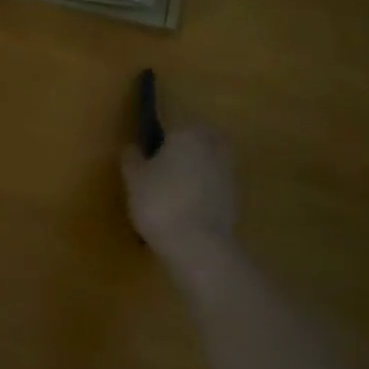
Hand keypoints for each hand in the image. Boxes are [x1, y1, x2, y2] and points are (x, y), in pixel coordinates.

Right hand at [119, 120, 237, 281]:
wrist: (198, 245)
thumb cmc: (160, 201)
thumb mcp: (134, 178)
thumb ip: (132, 158)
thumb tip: (133, 147)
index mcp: (188, 134)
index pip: (175, 124)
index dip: (162, 134)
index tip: (149, 148)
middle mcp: (213, 148)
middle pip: (200, 139)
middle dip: (186, 147)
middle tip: (164, 162)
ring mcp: (228, 175)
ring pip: (210, 162)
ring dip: (197, 169)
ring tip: (172, 187)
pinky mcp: (235, 200)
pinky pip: (214, 186)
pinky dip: (203, 191)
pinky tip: (185, 206)